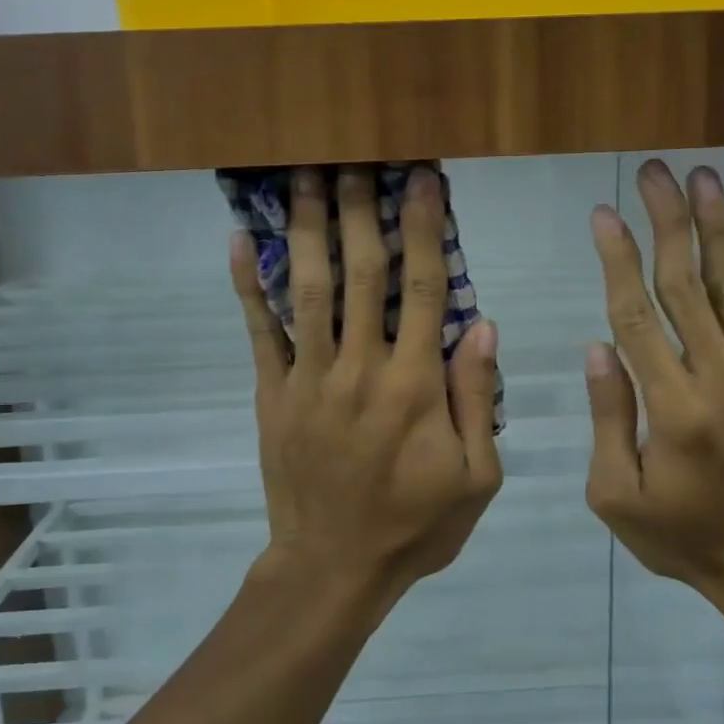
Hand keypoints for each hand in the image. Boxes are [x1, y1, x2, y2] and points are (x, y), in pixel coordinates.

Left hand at [230, 165, 503, 598]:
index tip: (422, 180)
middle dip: (361, 209)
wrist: (333, 568)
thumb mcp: (476, 477)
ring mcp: (310, 377)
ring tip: (305, 175)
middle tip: (358, 156)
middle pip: (361, 272)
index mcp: (415, 385)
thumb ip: (477, 398)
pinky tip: (240, 240)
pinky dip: (248, 285)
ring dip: (308, 227)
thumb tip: (483, 324)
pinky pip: (260, 332)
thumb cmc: (415, 525)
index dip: (424, 228)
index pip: (424, 288)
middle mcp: (361, 367)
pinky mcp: (273, 393)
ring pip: (309, 288)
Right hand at [582, 159, 723, 597]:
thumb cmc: (679, 534)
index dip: (618, 260)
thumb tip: (598, 347)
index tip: (603, 214)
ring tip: (703, 177)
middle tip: (652, 172)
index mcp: (672, 410)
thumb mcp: (615, 494)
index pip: (637, 316)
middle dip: (666, 222)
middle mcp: (721, 381)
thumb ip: (607, 418)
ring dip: (716, 228)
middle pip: (686, 286)